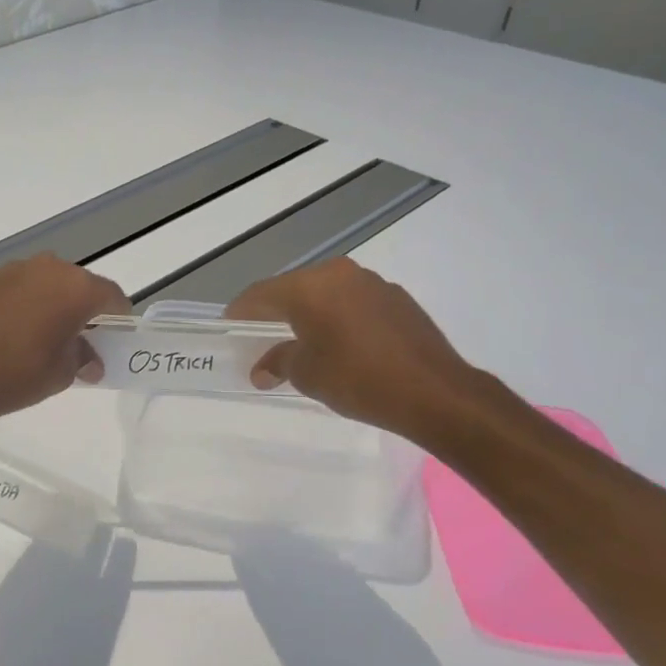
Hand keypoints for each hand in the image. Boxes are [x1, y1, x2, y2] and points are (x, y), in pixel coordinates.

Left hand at [0, 255, 129, 420]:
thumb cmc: (22, 374)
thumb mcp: (63, 373)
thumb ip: (83, 357)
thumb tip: (90, 359)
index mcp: (76, 288)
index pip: (111, 295)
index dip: (117, 315)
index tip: (112, 334)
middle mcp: (48, 268)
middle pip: (77, 283)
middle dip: (81, 306)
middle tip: (77, 335)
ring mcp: (12, 270)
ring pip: (44, 280)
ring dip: (49, 300)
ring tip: (40, 331)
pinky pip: (15, 287)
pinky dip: (20, 301)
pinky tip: (10, 329)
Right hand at [226, 258, 483, 444]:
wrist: (435, 392)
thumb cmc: (358, 379)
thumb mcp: (307, 374)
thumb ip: (278, 363)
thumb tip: (261, 369)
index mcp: (310, 286)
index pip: (260, 293)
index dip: (240, 312)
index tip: (230, 328)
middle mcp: (339, 273)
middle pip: (293, 289)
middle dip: (274, 313)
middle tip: (261, 338)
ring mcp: (373, 283)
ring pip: (326, 294)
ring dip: (309, 315)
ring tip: (302, 343)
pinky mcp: (398, 299)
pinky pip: (354, 303)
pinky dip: (339, 318)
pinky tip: (342, 345)